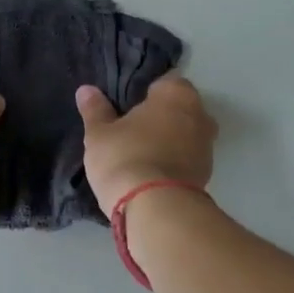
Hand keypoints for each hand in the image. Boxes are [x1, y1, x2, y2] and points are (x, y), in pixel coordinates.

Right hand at [77, 72, 216, 213]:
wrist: (156, 210)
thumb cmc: (125, 157)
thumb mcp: (99, 134)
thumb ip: (95, 109)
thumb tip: (86, 90)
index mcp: (177, 94)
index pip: (164, 81)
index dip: (145, 91)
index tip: (126, 104)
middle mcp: (200, 115)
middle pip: (178, 108)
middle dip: (159, 116)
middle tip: (130, 128)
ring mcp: (207, 148)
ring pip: (184, 135)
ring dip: (167, 141)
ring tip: (138, 153)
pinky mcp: (206, 176)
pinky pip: (185, 159)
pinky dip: (172, 162)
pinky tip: (150, 172)